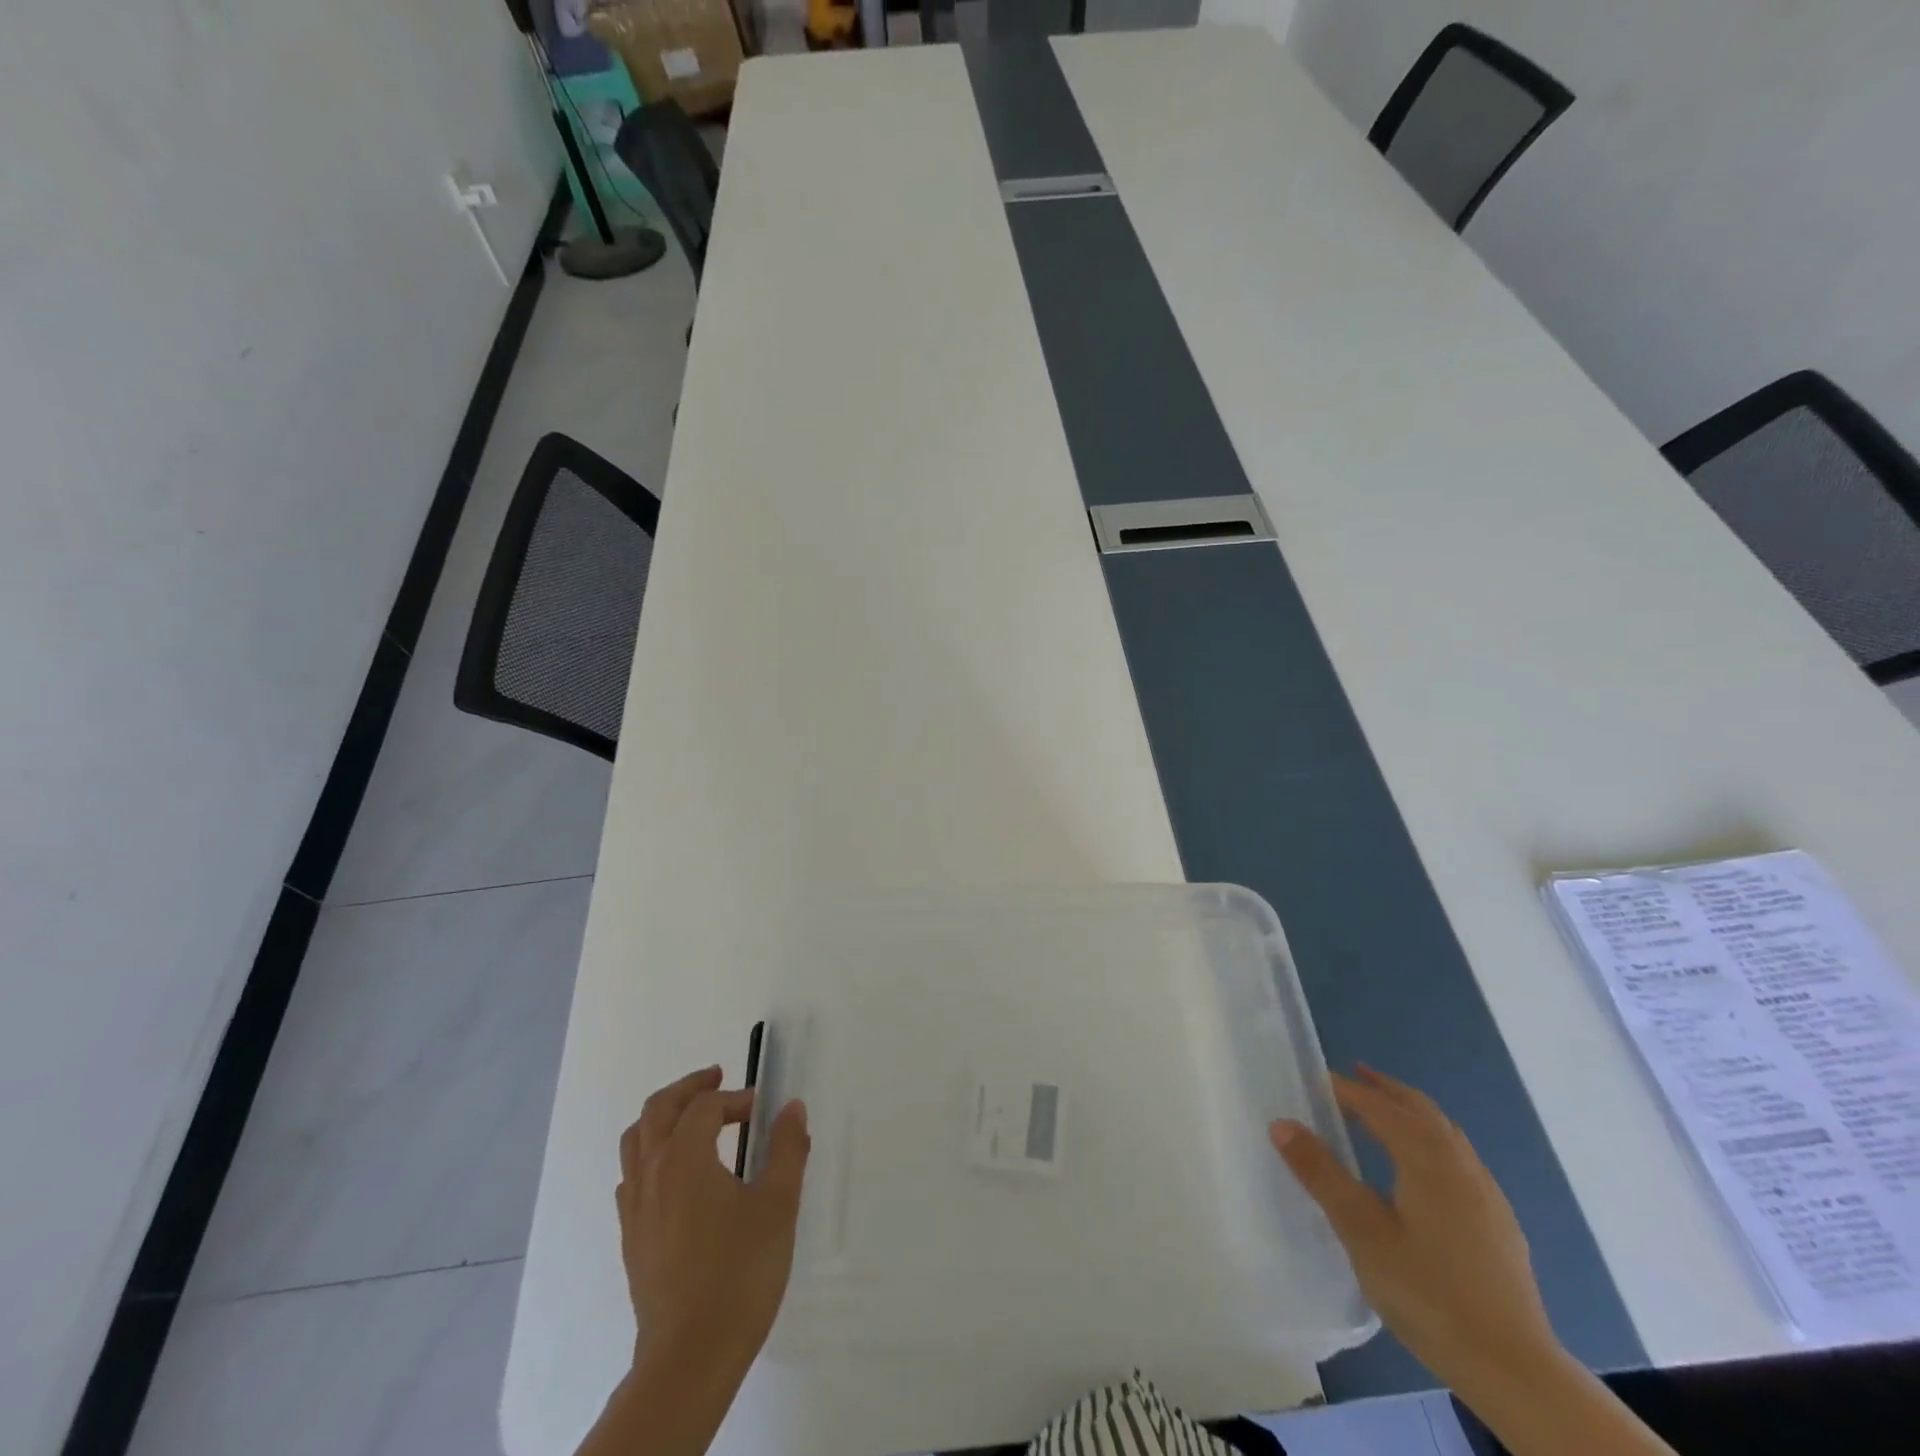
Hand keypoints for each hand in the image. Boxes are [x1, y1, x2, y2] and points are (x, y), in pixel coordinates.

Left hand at [617, 1065, 811, 1369]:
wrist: (689, 1356)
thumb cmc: (740, 1273)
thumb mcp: (778, 1205)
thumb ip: (787, 1149)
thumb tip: (792, 1107)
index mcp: (684, 1158)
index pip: (705, 1106)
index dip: (734, 1098)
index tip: (761, 1109)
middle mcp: (651, 1173)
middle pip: (658, 1109)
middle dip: (689, 1088)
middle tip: (717, 1078)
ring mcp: (635, 1207)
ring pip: (636, 1140)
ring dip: (664, 1117)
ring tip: (692, 1118)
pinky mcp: (631, 1237)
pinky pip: (631, 1176)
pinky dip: (651, 1155)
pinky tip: (674, 1175)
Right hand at [1269, 1066, 1559, 1401]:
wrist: (1517, 1371)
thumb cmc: (1429, 1293)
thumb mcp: (1362, 1232)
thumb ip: (1322, 1174)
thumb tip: (1282, 1123)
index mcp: (1427, 1159)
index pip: (1381, 1108)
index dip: (1348, 1091)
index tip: (1318, 1082)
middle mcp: (1461, 1165)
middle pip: (1421, 1110)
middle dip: (1386, 1090)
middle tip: (1355, 1077)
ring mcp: (1487, 1196)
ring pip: (1446, 1134)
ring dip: (1412, 1114)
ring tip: (1385, 1117)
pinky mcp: (1500, 1225)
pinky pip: (1461, 1160)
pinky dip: (1433, 1143)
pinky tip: (1426, 1173)